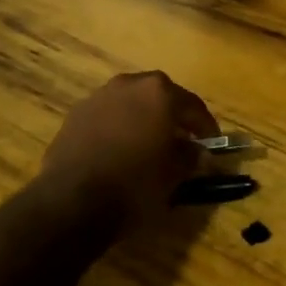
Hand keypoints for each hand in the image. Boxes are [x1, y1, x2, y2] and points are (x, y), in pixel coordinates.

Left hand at [41, 71, 218, 229]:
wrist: (72, 201)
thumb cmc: (134, 185)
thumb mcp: (173, 175)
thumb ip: (190, 157)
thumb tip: (197, 151)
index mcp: (159, 93)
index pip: (193, 106)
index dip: (206, 127)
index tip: (213, 144)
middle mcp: (129, 84)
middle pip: (160, 97)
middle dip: (173, 117)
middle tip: (183, 141)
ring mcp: (99, 96)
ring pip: (132, 104)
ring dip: (144, 119)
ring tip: (150, 146)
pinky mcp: (76, 114)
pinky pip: (108, 116)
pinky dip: (119, 128)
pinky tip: (121, 151)